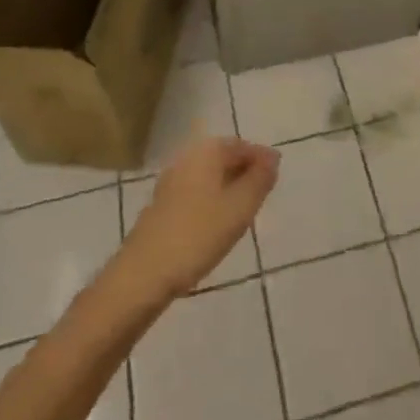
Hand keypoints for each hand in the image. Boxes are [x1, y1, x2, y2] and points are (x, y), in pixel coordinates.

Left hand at [121, 138, 278, 299]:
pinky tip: (218, 224)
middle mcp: (186, 159)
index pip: (241, 145)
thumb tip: (272, 158)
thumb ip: (260, 179)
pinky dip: (212, 201)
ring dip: (228, 188)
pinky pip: (196, 194)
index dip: (261, 158)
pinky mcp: (161, 208)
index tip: (276, 177)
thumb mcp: (240, 206)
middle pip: (223, 158)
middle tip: (264, 194)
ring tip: (245, 212)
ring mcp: (170, 183)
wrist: (143, 274)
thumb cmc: (198, 234)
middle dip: (245, 172)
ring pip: (209, 177)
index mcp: (206, 152)